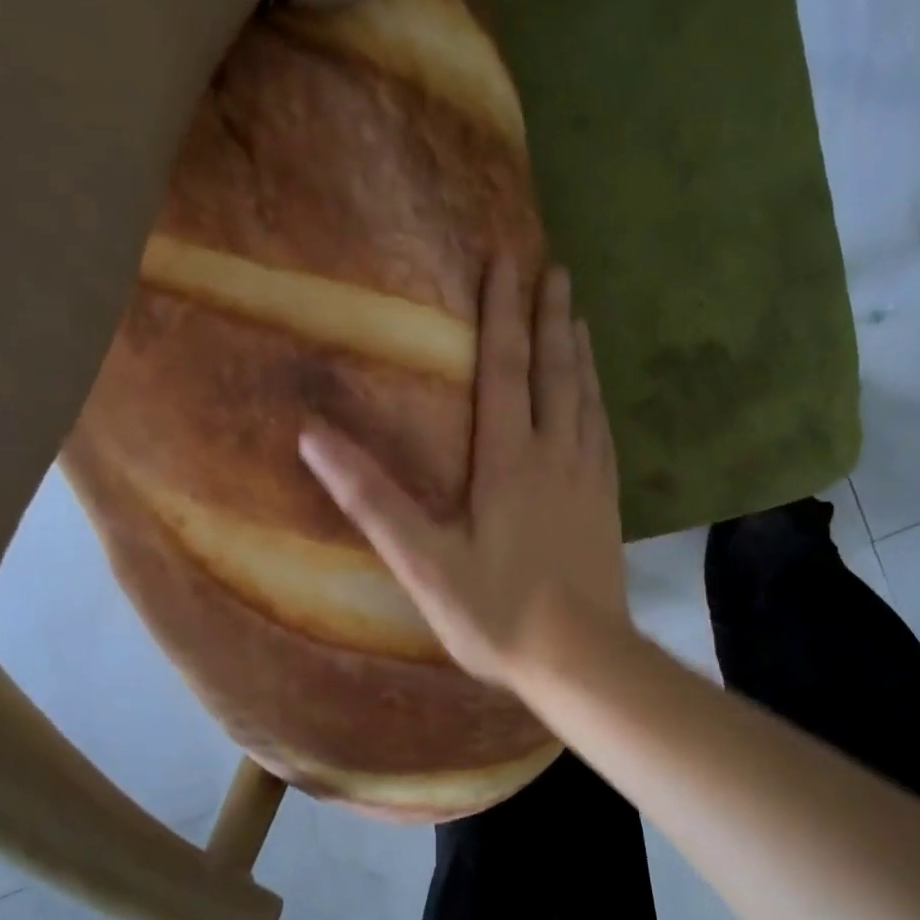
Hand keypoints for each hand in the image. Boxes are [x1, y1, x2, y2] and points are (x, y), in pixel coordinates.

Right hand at [300, 258, 628, 689]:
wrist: (581, 658)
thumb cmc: (497, 612)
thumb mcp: (423, 562)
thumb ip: (372, 499)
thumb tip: (313, 437)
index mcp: (508, 461)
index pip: (504, 368)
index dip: (502, 312)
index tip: (506, 260)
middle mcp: (554, 454)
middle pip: (554, 370)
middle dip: (550, 315)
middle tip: (554, 267)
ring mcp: (588, 477)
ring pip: (584, 396)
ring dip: (578, 350)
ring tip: (576, 314)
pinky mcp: (607, 501)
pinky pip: (602, 432)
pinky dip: (596, 398)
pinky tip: (596, 395)